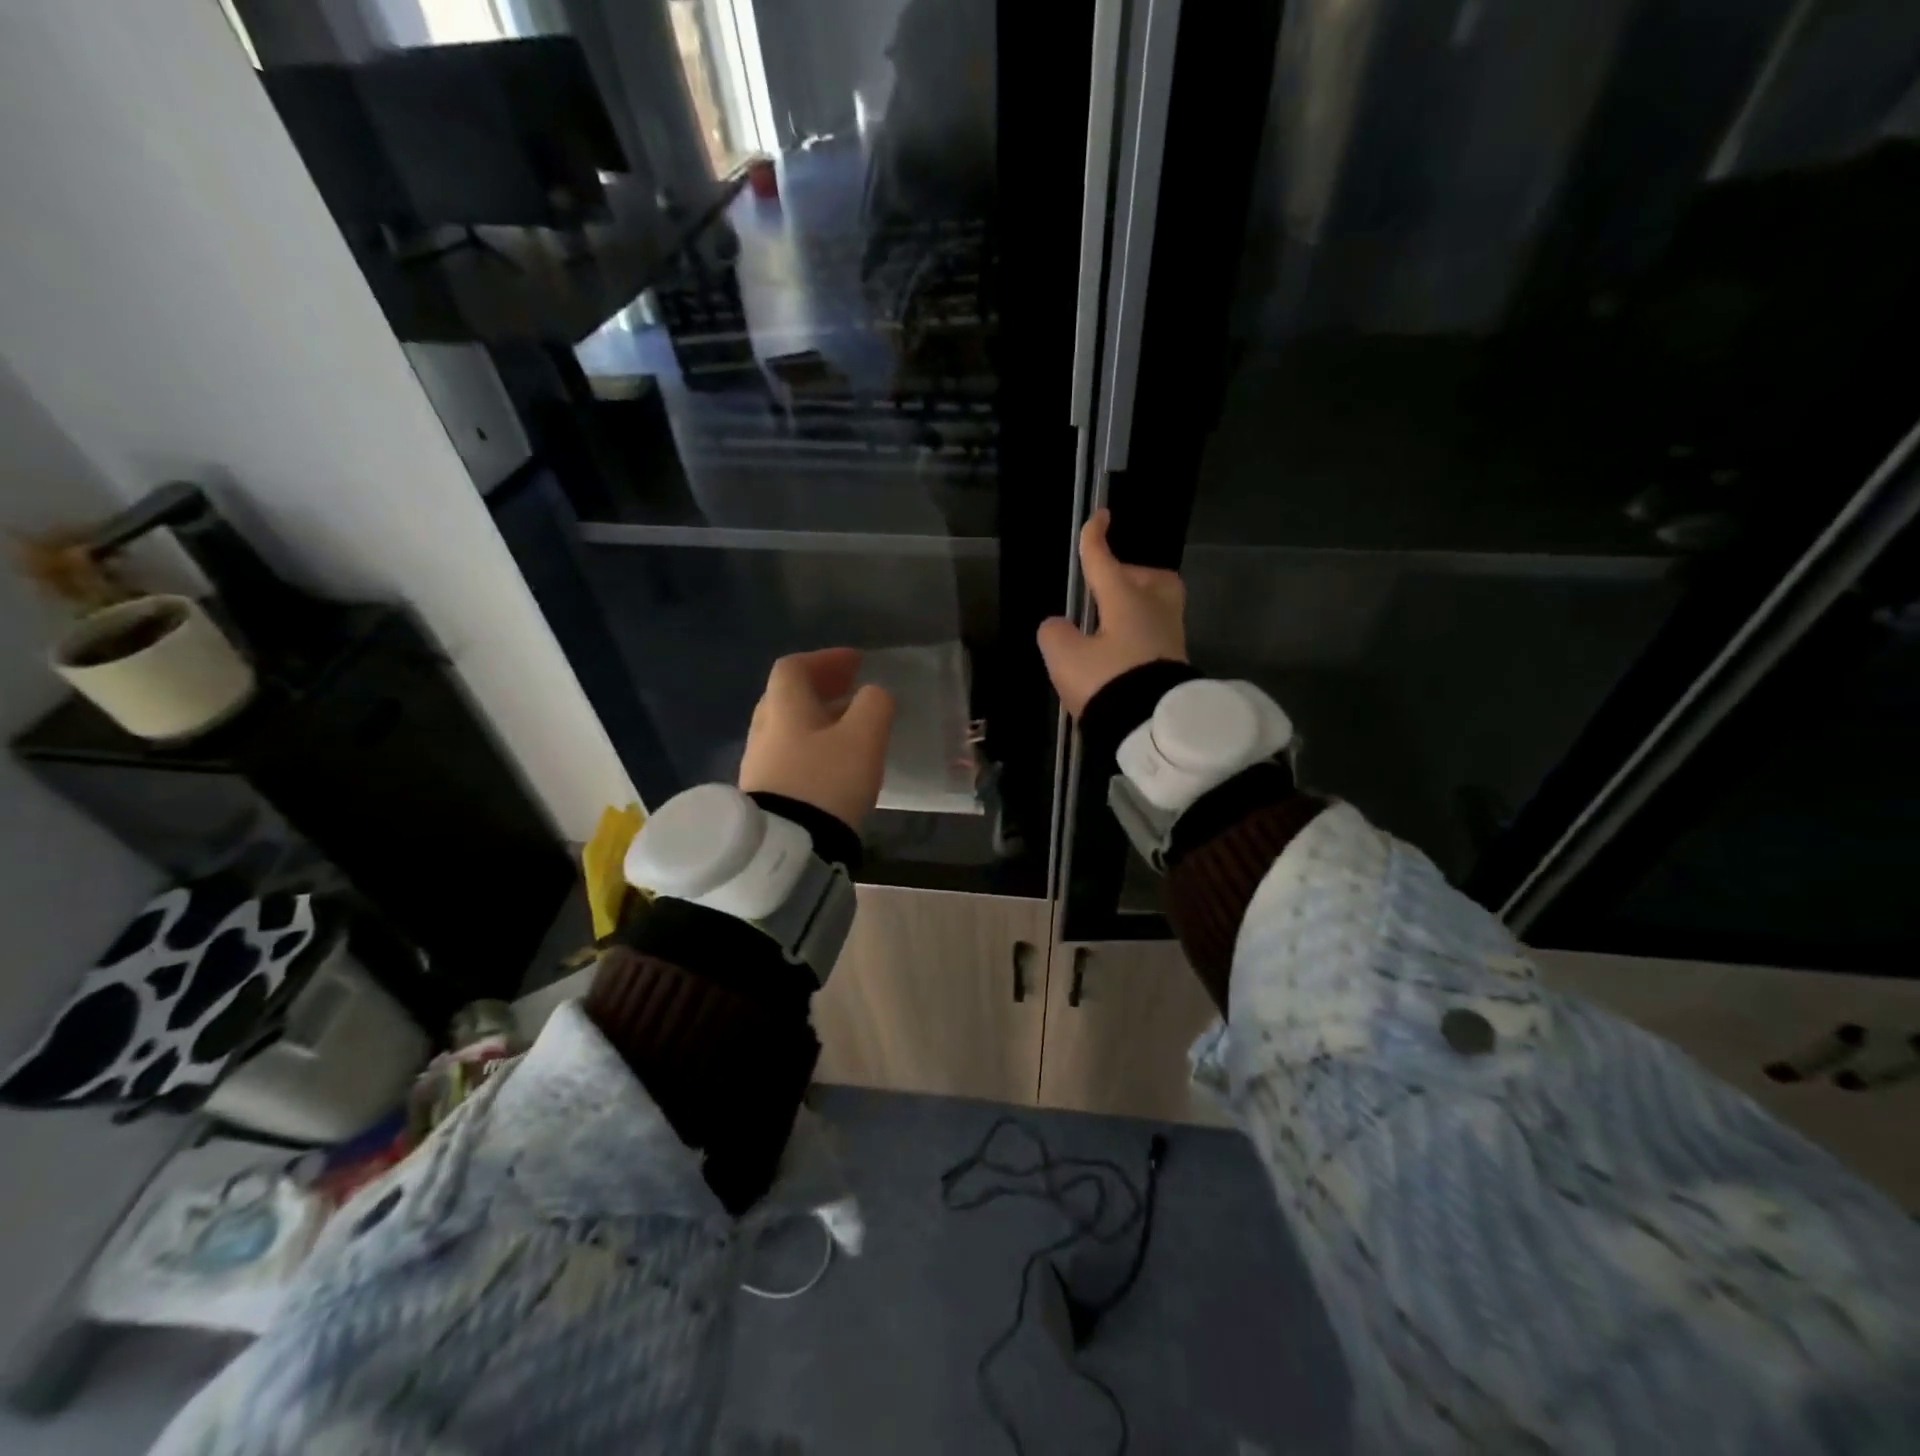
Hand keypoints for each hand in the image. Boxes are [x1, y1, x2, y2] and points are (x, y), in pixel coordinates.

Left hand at [738, 648, 895, 830]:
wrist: (788, 848)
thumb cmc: (827, 782)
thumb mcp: (863, 738)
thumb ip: (874, 705)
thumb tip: (872, 694)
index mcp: (784, 707)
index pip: (794, 667)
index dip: (825, 659)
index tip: (856, 663)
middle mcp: (764, 729)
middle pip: (787, 696)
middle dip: (821, 689)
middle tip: (852, 692)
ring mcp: (758, 764)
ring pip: (788, 728)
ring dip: (817, 720)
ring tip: (849, 729)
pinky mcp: (764, 794)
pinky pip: (788, 756)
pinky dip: (811, 747)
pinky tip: (833, 764)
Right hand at [1036, 509, 1186, 716]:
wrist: (1153, 726)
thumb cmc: (1107, 681)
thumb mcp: (1065, 658)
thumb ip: (1055, 634)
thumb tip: (1059, 626)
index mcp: (1124, 599)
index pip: (1105, 561)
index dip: (1096, 539)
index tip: (1100, 516)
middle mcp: (1153, 610)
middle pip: (1151, 578)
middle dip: (1132, 576)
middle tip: (1109, 591)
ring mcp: (1170, 637)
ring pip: (1158, 606)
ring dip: (1138, 608)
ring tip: (1112, 627)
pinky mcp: (1175, 663)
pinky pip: (1157, 635)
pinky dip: (1140, 635)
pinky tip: (1122, 653)